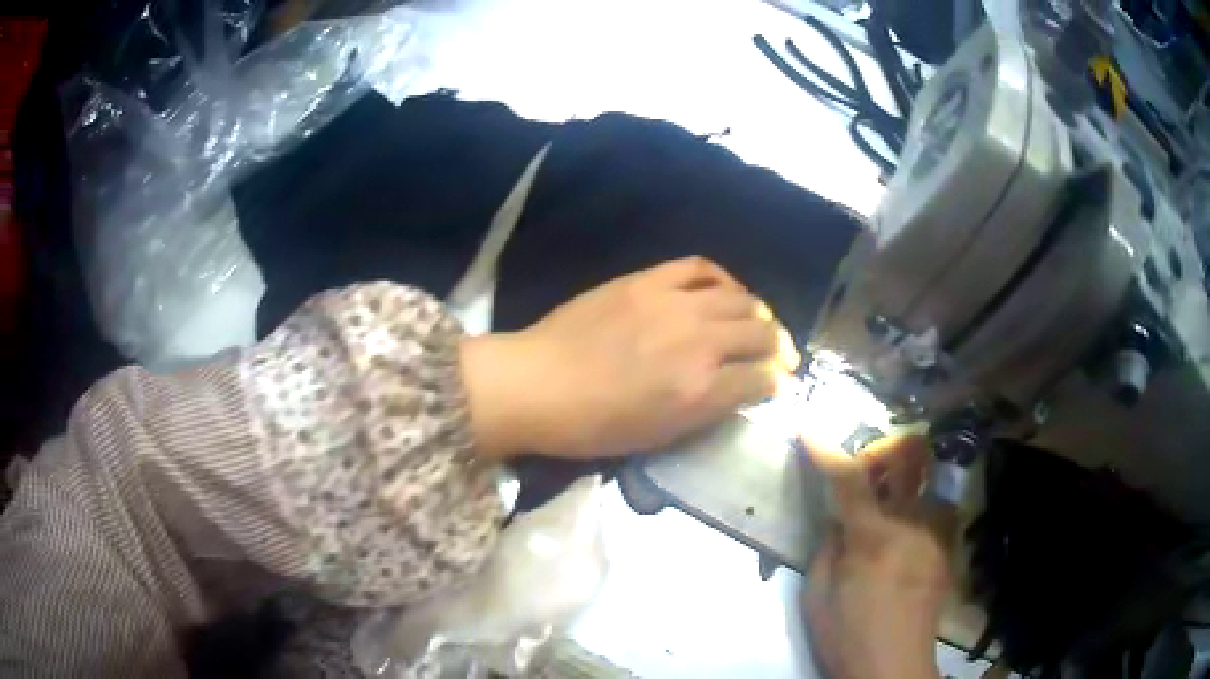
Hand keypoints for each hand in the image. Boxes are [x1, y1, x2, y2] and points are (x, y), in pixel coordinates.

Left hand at [462, 257, 797, 458]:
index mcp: (700, 391)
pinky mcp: (648, 280)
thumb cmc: (592, 426)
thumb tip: (739, 390)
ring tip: (758, 322)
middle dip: (780, 347)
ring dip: (759, 314)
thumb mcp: (657, 436)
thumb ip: (707, 411)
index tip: (780, 385)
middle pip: (762, 334)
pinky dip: (723, 279)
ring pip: (741, 299)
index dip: (779, 383)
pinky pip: (701, 267)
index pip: (763, 379)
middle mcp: (699, 342)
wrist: (536, 384)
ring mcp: (674, 304)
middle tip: (780, 355)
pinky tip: (725, 290)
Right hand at [802, 434, 953, 678]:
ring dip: (906, 484)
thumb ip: (828, 546)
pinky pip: (936, 514)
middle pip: (909, 459)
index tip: (809, 428)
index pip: (849, 479)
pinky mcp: (947, 550)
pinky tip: (906, 537)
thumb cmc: (846, 634)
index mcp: (873, 537)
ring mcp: (936, 535)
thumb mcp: (817, 594)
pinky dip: (918, 512)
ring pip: (929, 483)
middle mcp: (913, 524)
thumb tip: (838, 519)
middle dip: (886, 450)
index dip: (827, 451)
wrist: (893, 667)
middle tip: (867, 468)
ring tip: (890, 506)